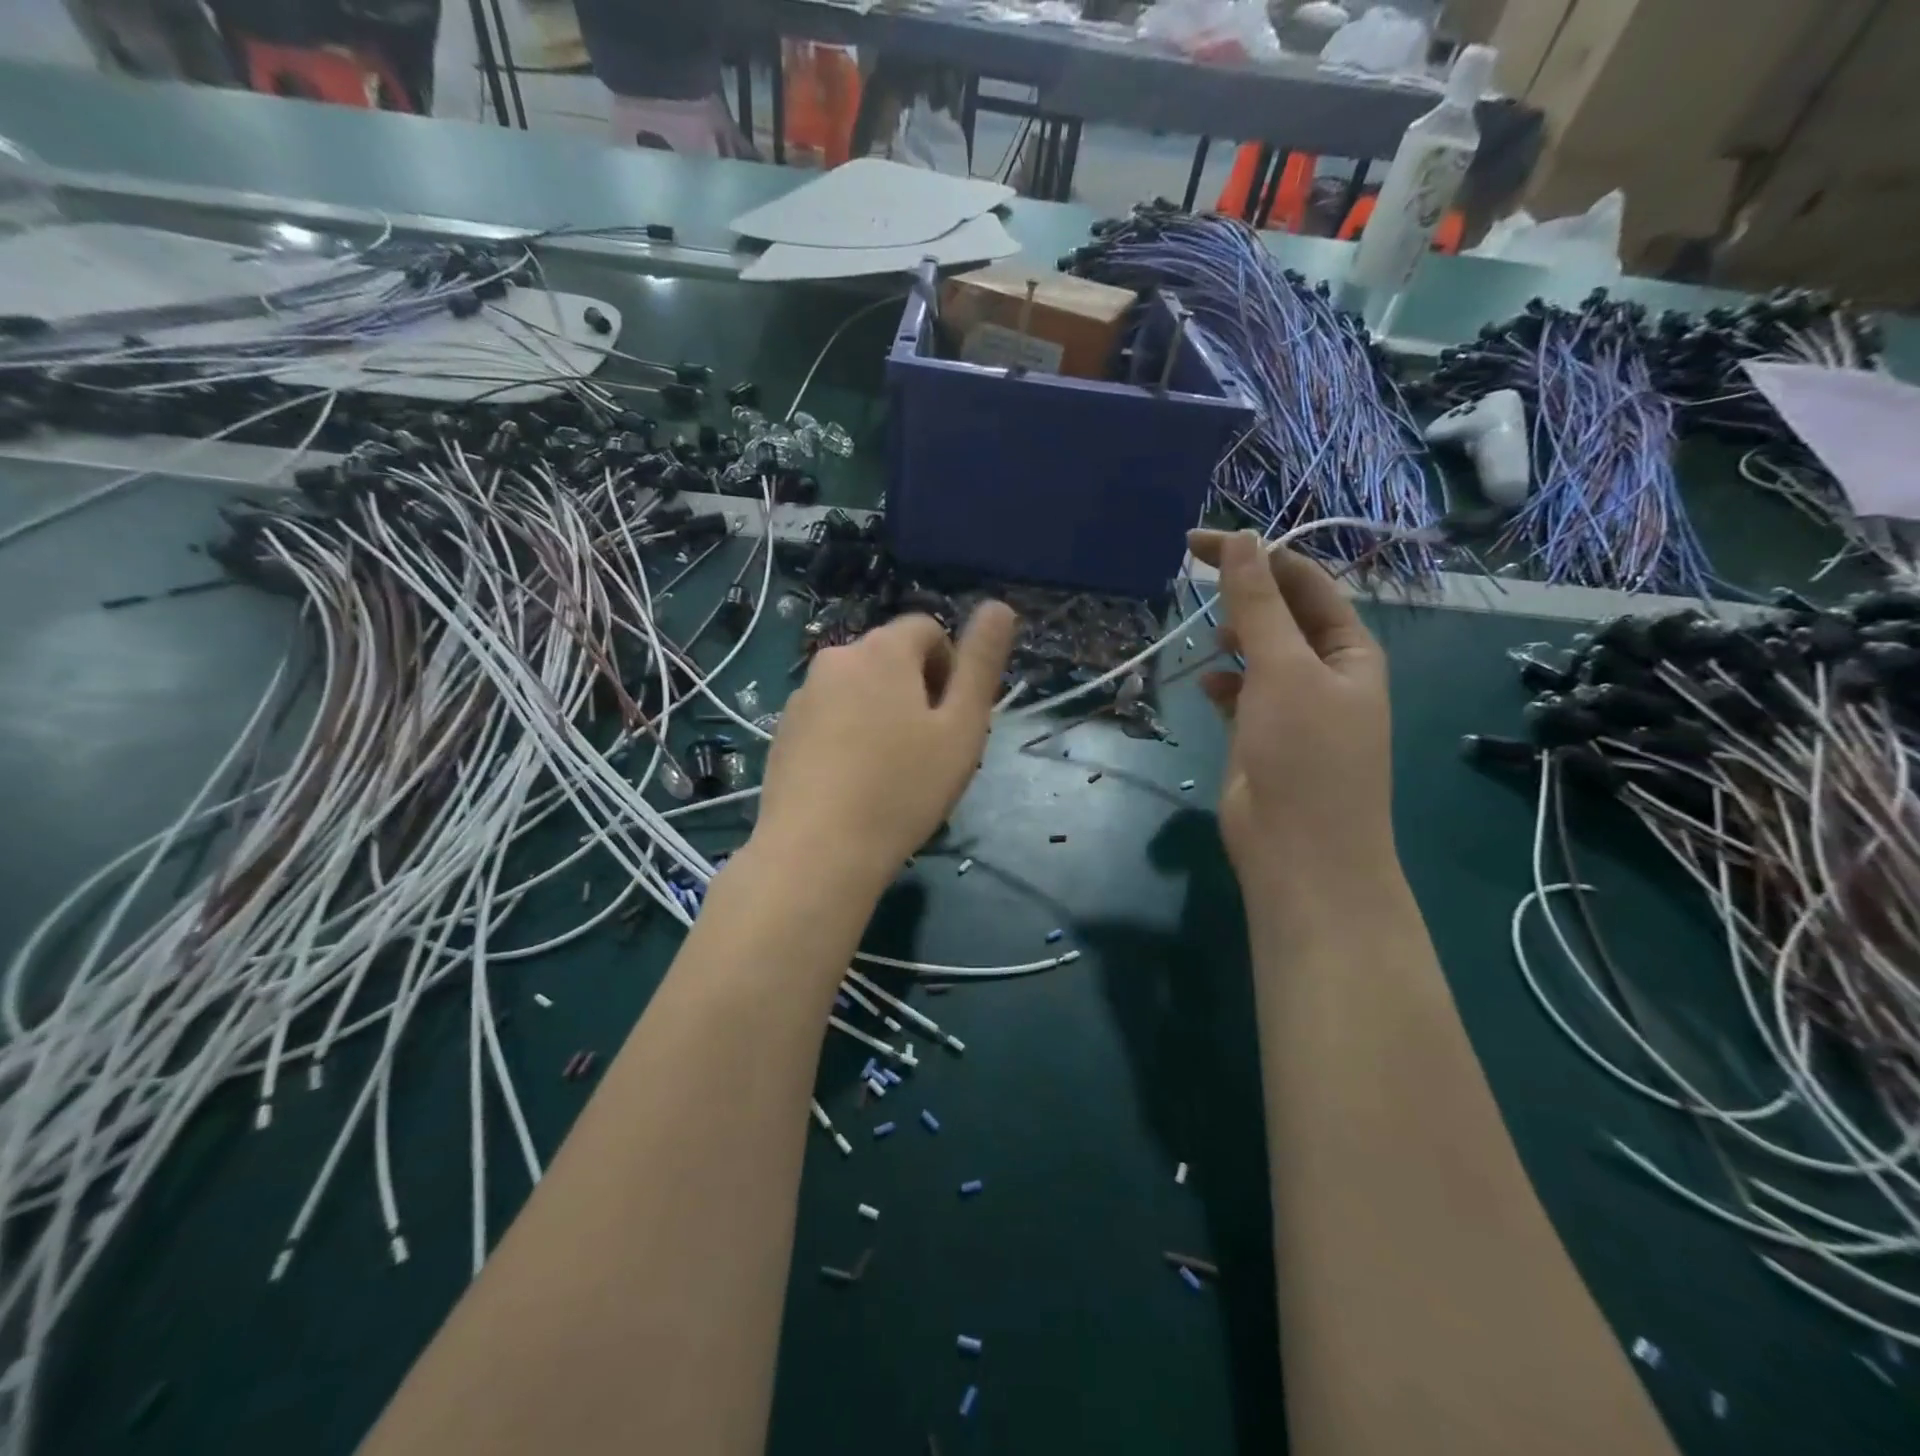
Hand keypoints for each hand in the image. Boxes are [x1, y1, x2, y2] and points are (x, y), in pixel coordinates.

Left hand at [752, 604, 1017, 889]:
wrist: (817, 852)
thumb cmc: (903, 788)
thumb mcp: (962, 727)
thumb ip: (981, 663)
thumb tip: (999, 606)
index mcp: (882, 651)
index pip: (927, 628)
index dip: (950, 667)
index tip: (952, 718)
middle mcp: (836, 659)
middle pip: (890, 658)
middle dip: (916, 690)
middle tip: (928, 749)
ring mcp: (802, 695)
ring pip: (858, 689)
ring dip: (881, 712)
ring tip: (890, 771)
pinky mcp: (782, 731)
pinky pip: (829, 716)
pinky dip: (848, 734)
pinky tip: (853, 782)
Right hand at [1188, 529, 1394, 908]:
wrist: (1300, 851)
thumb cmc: (1304, 753)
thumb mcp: (1282, 669)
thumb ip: (1257, 605)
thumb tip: (1241, 539)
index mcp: (1348, 648)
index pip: (1302, 581)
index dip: (1254, 554)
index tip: (1196, 543)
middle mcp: (1325, 671)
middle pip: (1280, 614)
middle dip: (1241, 593)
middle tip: (1190, 577)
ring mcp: (1293, 706)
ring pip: (1258, 654)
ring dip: (1232, 638)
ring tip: (1206, 636)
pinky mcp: (1262, 735)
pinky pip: (1241, 694)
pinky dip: (1224, 684)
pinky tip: (1206, 685)